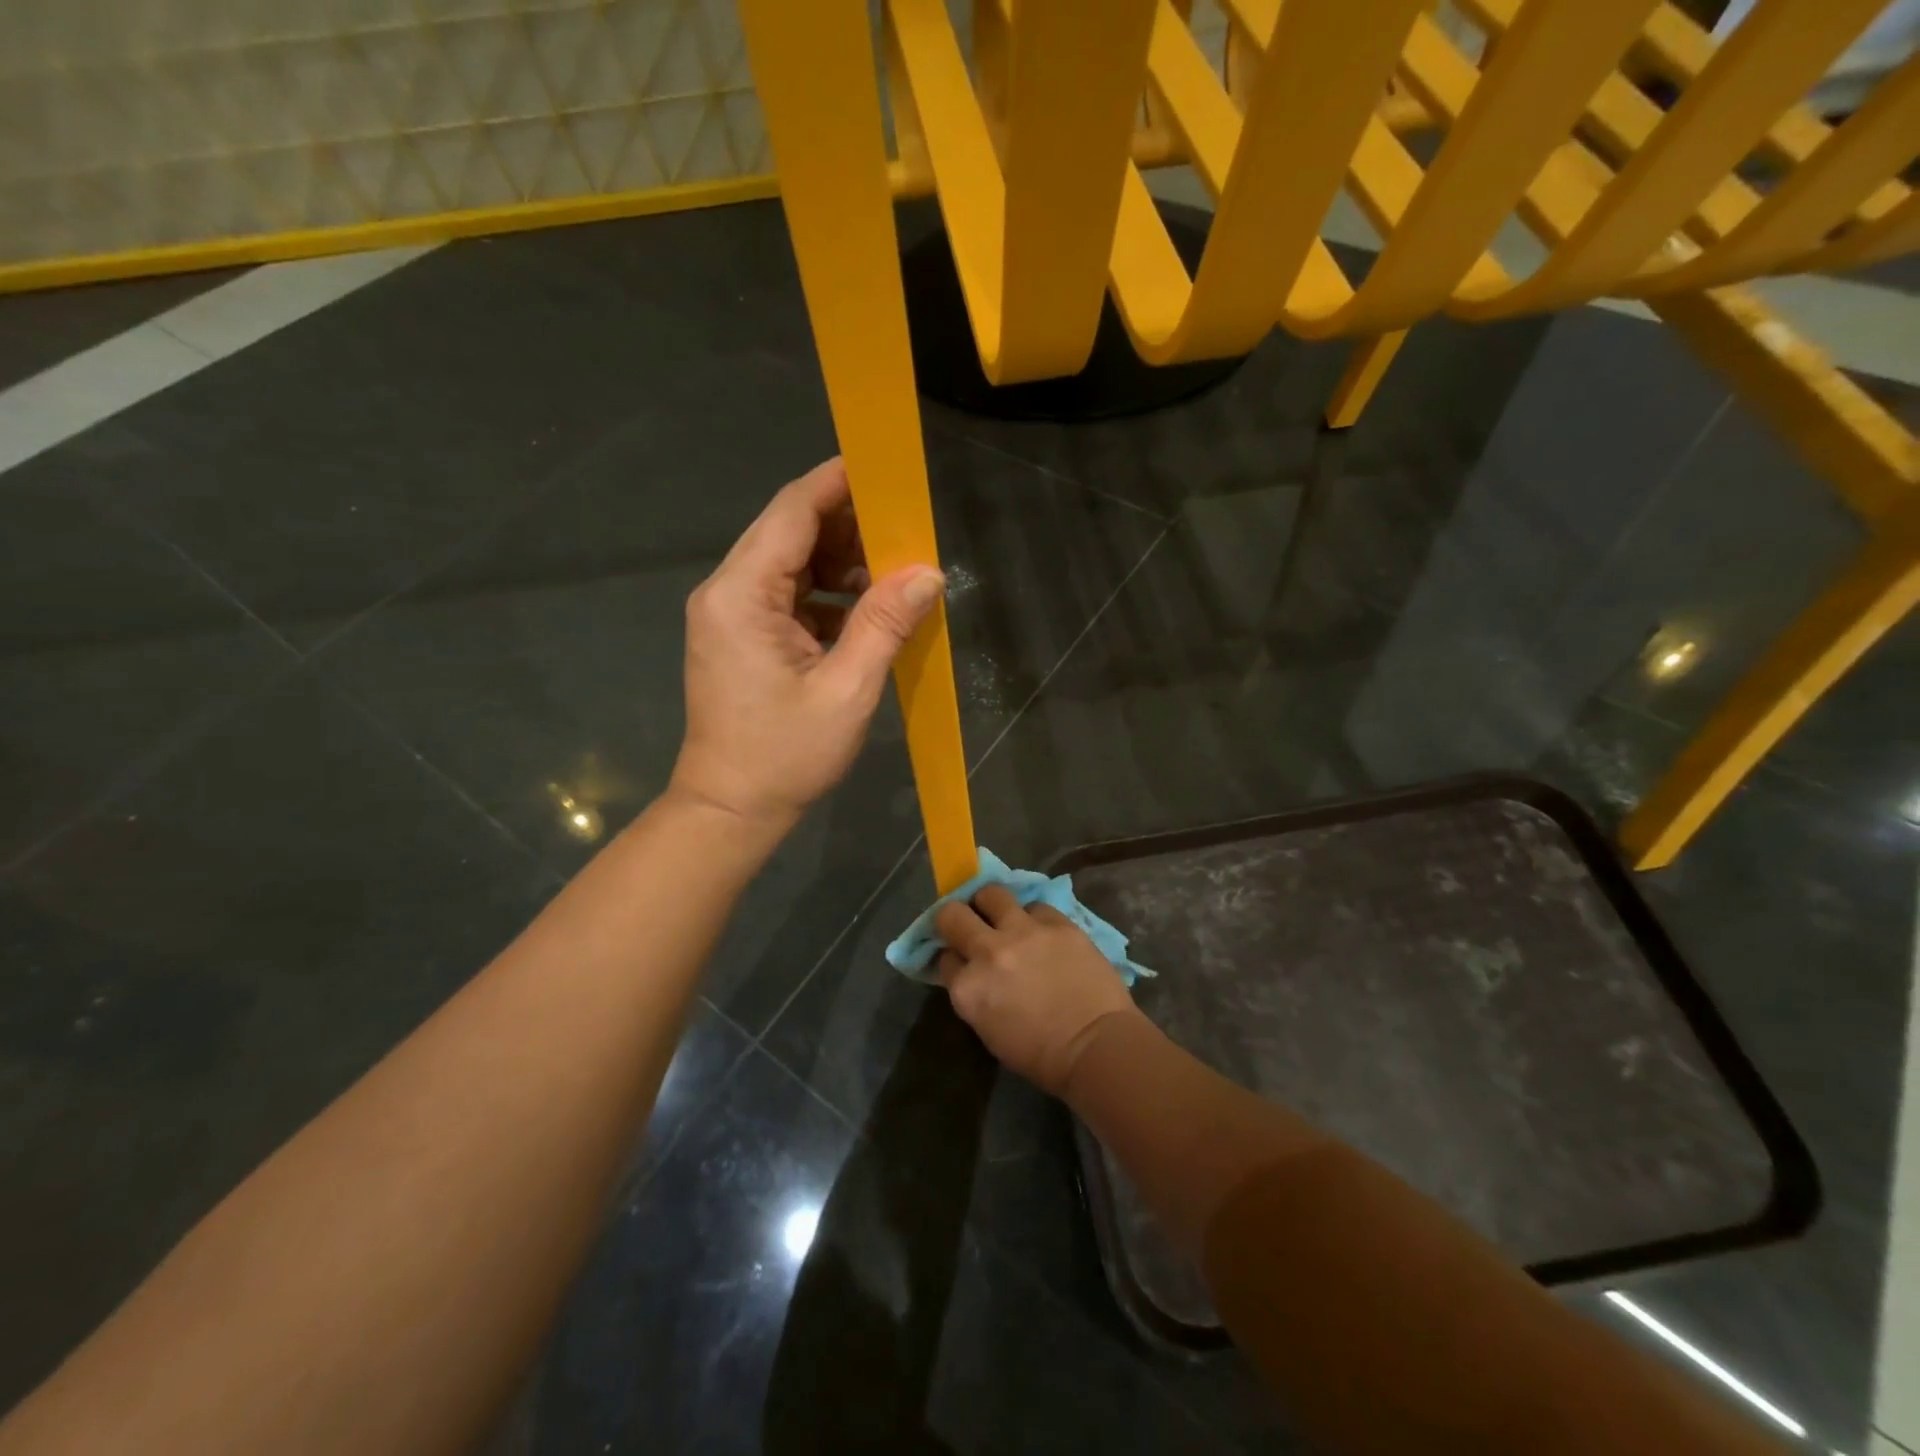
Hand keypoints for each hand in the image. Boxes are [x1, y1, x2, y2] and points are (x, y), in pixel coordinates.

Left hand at [670, 458, 945, 830]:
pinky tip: (864, 613)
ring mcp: (730, 614)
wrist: (731, 809)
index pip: (792, 512)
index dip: (837, 483)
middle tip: (904, 530)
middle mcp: (726, 592)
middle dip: (848, 524)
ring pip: (790, 563)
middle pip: (789, 532)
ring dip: (840, 562)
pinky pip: (787, 596)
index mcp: (742, 595)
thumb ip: (885, 624)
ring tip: (892, 576)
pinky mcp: (740, 636)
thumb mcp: (847, 690)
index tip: (884, 468)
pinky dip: (826, 595)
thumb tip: (928, 573)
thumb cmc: (786, 755)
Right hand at [935, 886, 1141, 1095]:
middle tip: (970, 924)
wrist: (1097, 1046)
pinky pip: (1035, 906)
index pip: (944, 957)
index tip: (963, 960)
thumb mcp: (989, 1031)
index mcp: (967, 988)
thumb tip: (973, 971)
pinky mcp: (1057, 923)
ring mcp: (1023, 932)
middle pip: (952, 914)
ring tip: (1003, 915)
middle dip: (956, 918)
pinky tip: (1043, 932)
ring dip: (992, 904)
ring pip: (992, 893)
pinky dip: (1034, 918)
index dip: (953, 957)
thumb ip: (974, 993)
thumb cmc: (1041, 1055)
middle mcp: (988, 952)